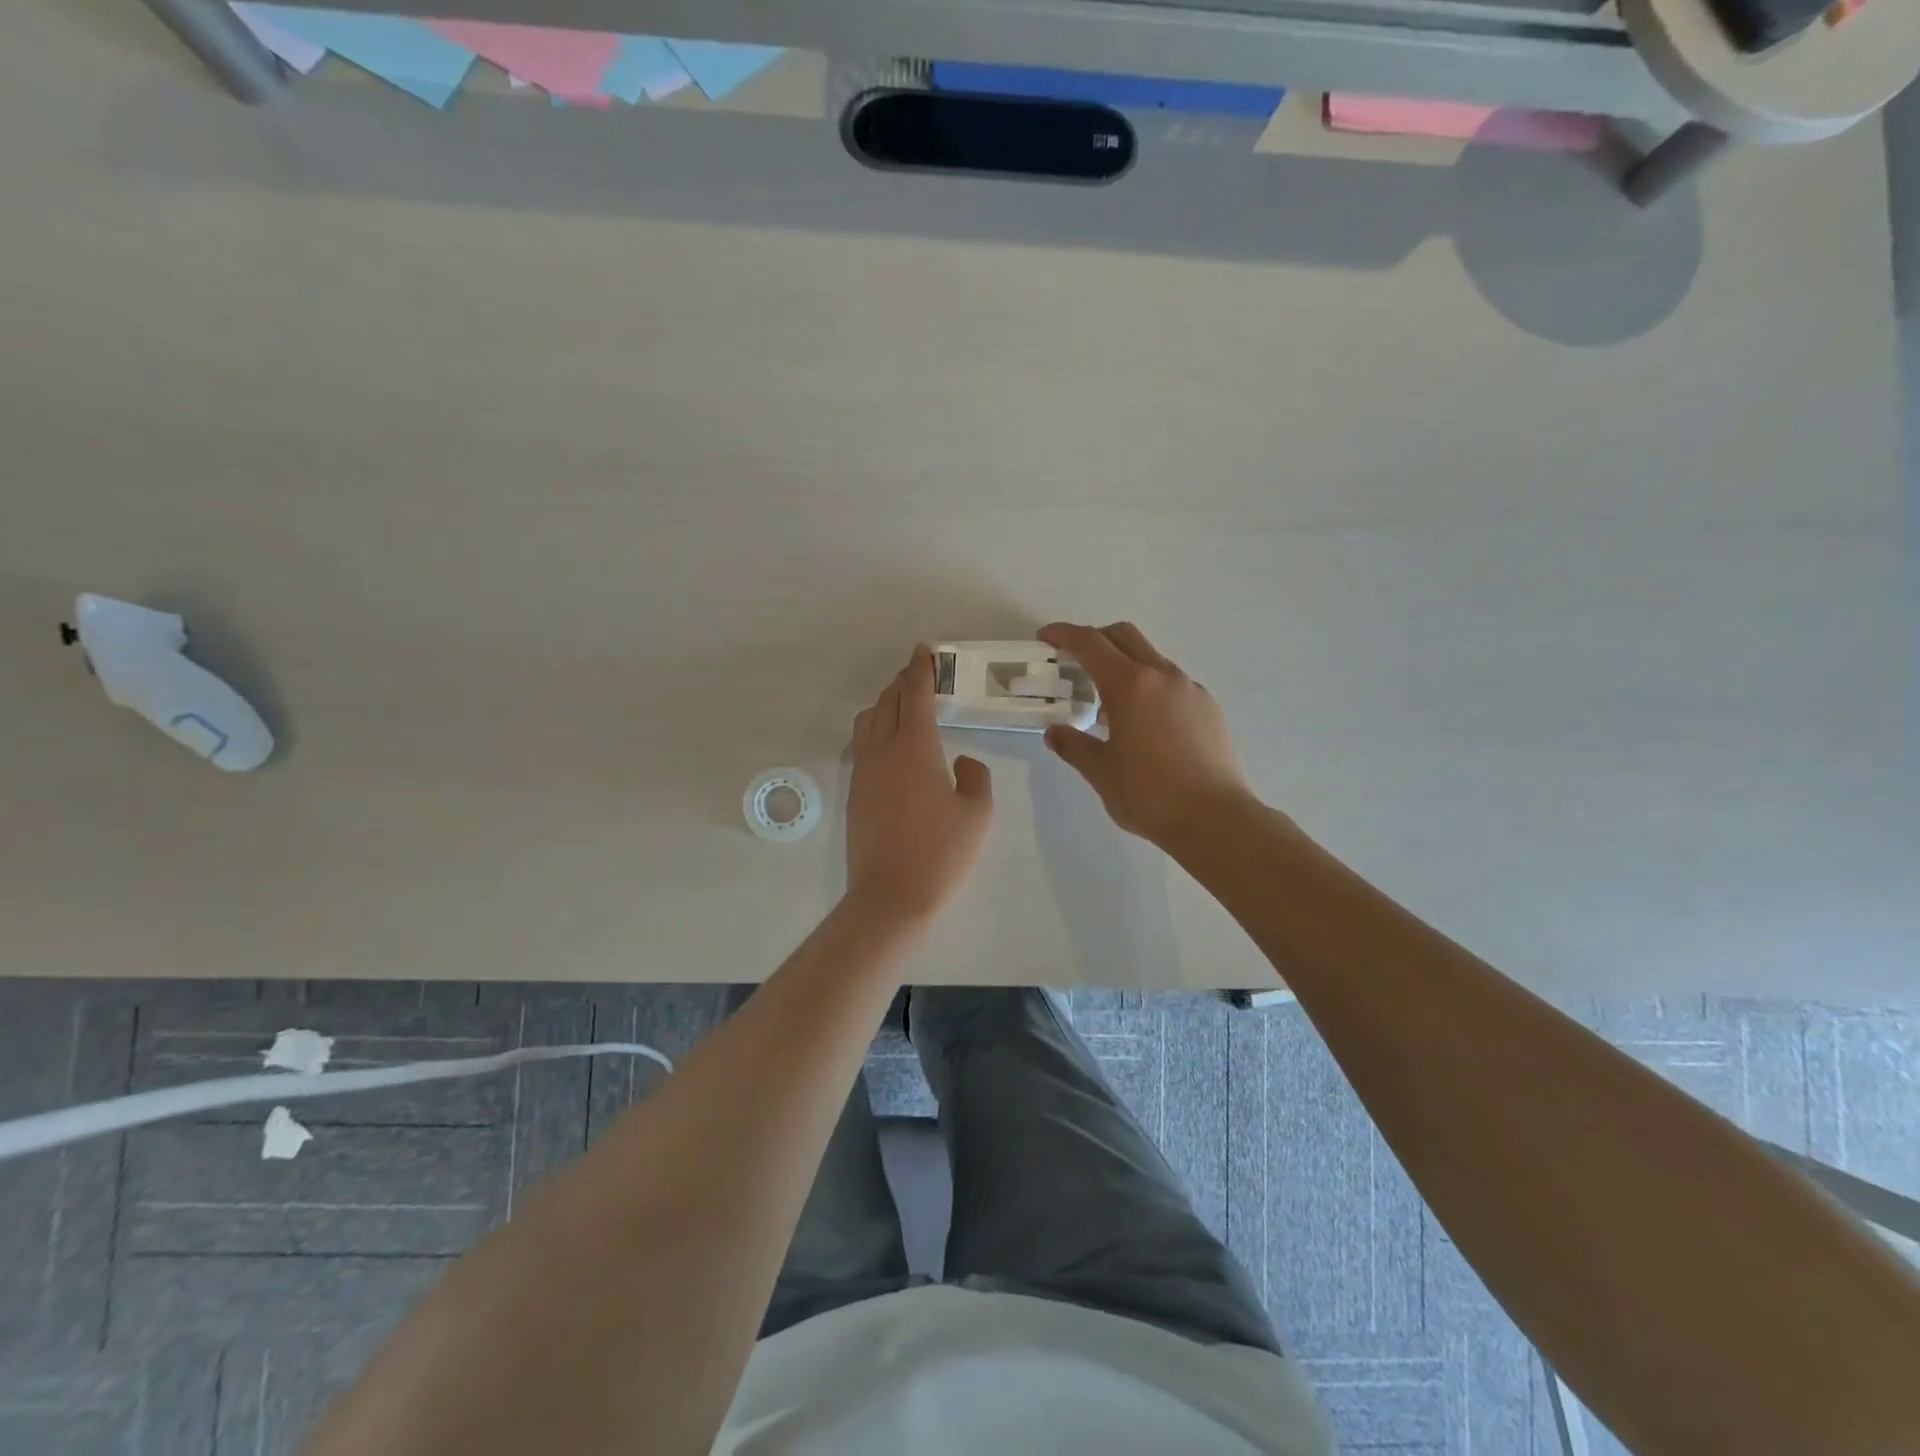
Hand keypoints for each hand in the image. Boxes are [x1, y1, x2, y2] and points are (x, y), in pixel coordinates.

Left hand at [846, 645, 993, 921]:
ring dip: (885, 703)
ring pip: (868, 720)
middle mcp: (883, 750)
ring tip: (904, 705)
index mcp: (916, 747)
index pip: (916, 694)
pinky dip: (875, 728)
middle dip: (903, 682)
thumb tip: (962, 762)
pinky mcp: (855, 792)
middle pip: (888, 701)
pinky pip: (862, 744)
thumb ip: (975, 777)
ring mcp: (864, 771)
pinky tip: (889, 742)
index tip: (924, 651)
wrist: (890, 896)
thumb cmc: (941, 854)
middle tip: (919, 674)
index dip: (921, 669)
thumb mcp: (977, 814)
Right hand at [1039, 622, 1252, 848]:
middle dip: (1096, 639)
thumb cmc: (1149, 795)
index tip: (1046, 637)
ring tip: (1110, 705)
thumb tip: (1055, 733)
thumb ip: (1074, 746)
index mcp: (1129, 685)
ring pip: (1151, 658)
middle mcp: (1162, 676)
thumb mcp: (1100, 772)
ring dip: (1125, 665)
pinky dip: (1150, 687)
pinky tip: (1145, 723)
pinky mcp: (1209, 706)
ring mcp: (1190, 689)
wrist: (1215, 819)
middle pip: (1124, 636)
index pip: (1090, 643)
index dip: (1063, 634)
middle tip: (1075, 661)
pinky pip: (1172, 683)